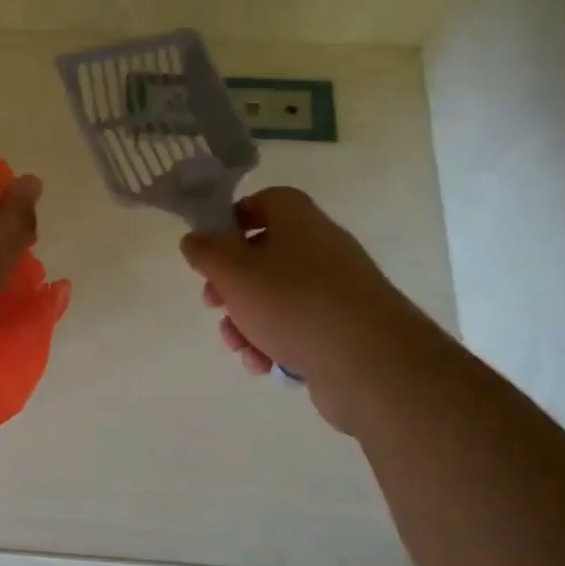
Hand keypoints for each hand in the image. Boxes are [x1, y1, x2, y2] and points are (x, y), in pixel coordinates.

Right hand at [180, 187, 445, 432]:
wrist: (370, 362)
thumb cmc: (294, 304)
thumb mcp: (234, 272)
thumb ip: (207, 251)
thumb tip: (195, 239)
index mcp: (298, 222)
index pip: (266, 201)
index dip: (233, 219)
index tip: (210, 247)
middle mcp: (320, 249)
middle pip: (263, 255)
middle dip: (230, 285)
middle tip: (213, 304)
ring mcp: (334, 290)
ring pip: (274, 298)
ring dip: (246, 322)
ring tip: (240, 346)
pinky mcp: (341, 328)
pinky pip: (296, 328)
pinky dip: (274, 343)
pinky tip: (265, 364)